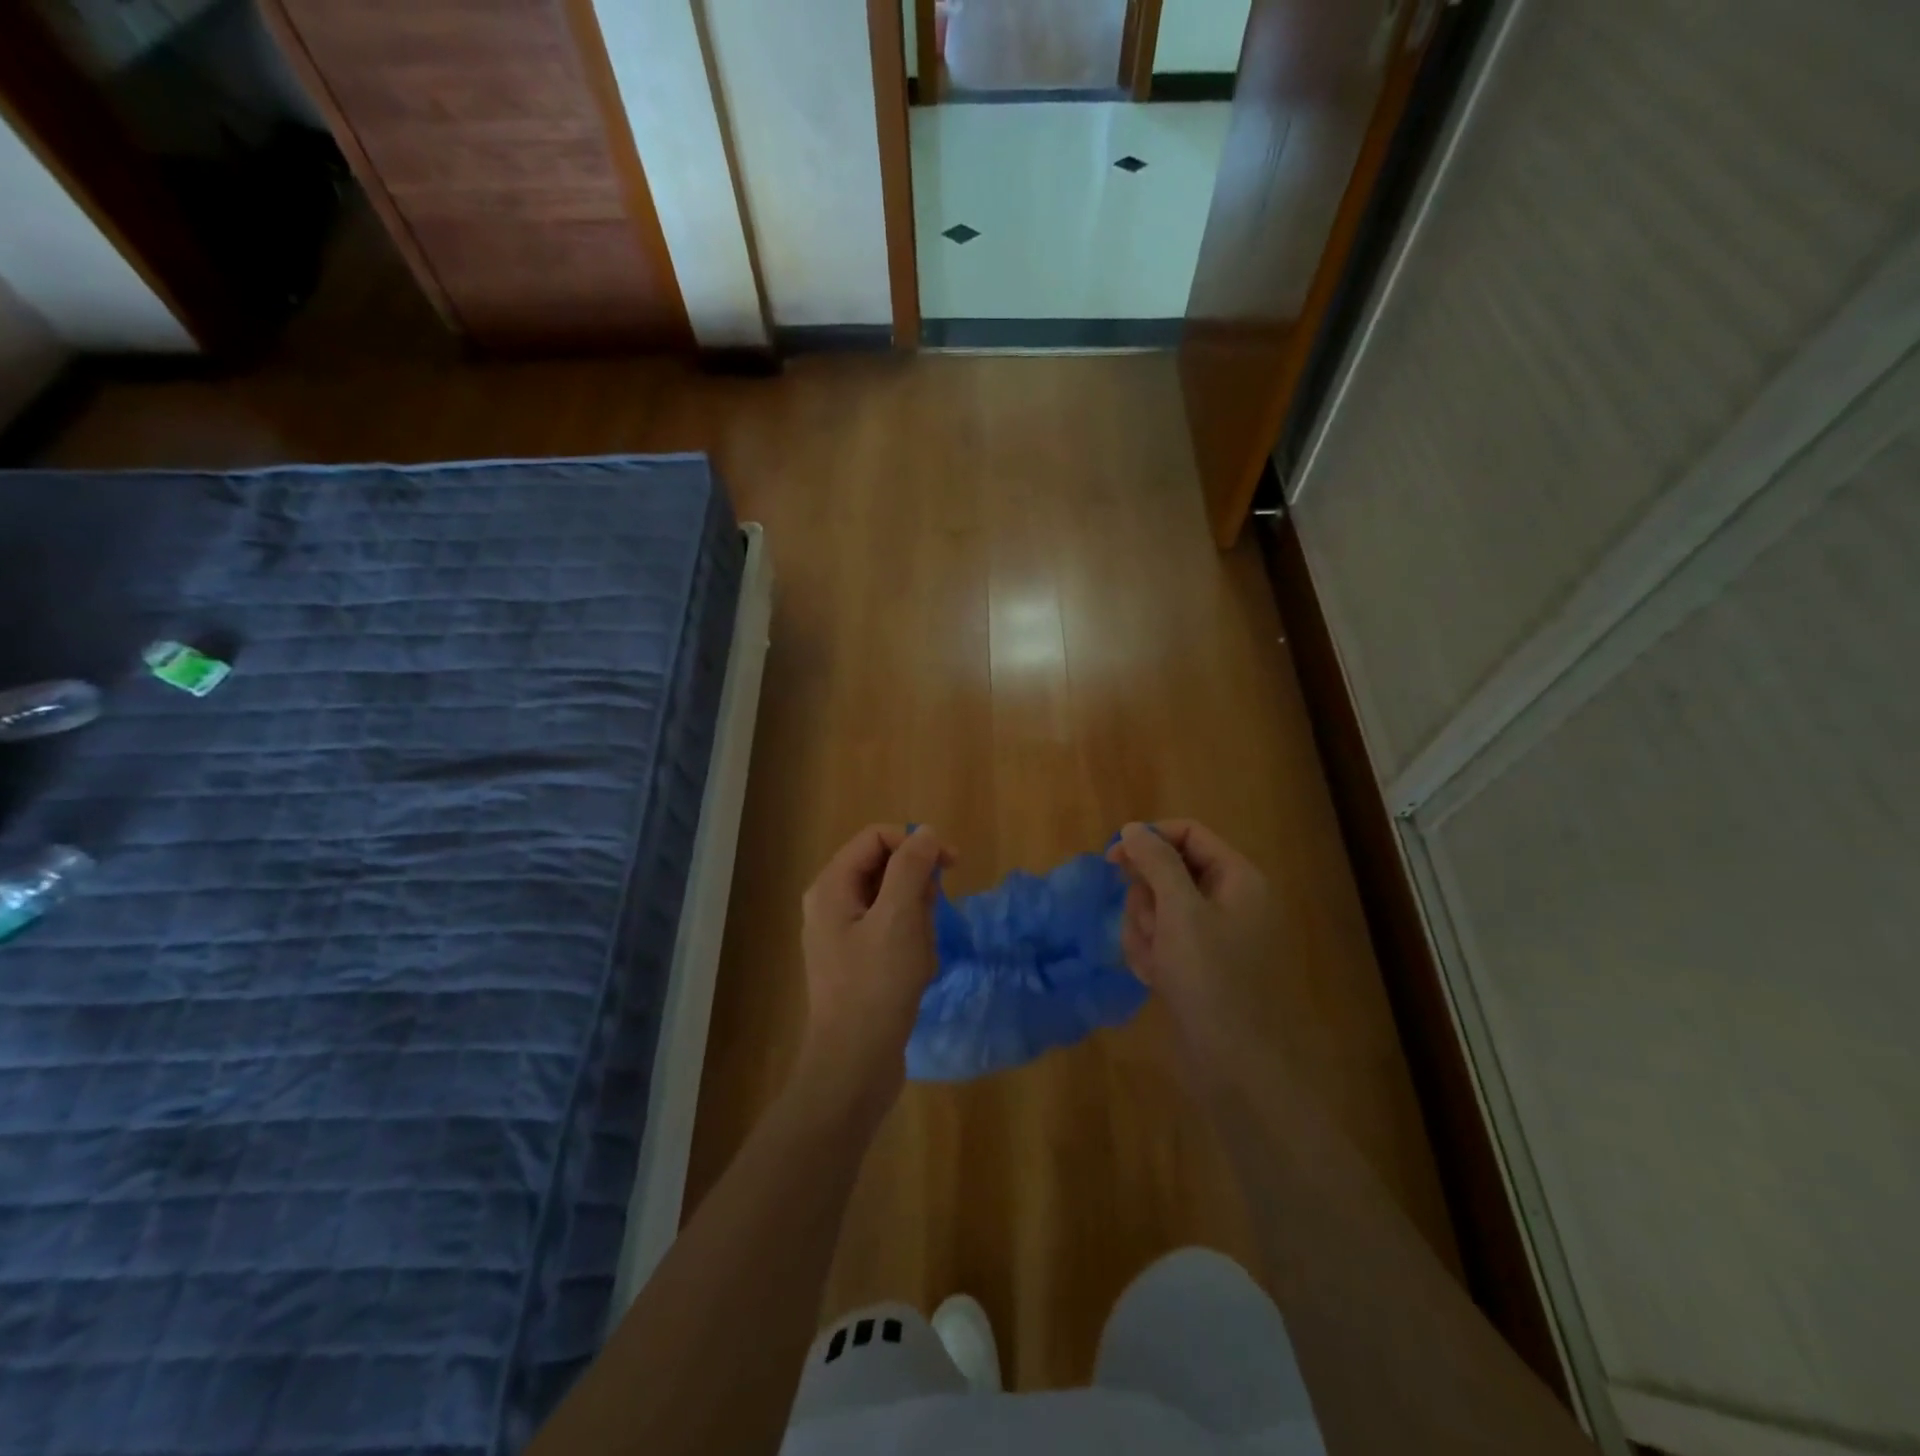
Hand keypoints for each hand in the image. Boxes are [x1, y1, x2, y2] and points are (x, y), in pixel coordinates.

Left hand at [795, 825, 951, 1119]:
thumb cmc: (876, 986)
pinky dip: (911, 944)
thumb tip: (926, 833)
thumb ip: (911, 867)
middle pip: (885, 869)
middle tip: (928, 923)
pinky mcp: (857, 962)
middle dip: (917, 890)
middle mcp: (831, 905)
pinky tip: (917, 972)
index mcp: (831, 887)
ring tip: (920, 956)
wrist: (854, 1065)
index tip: (952, 865)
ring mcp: (842, 935)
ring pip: (894, 903)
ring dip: (918, 922)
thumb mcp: (899, 918)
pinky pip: (891, 933)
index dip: (915, 843)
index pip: (876, 838)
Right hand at [1108, 820, 1278, 1072]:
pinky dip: (1152, 954)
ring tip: (1154, 962)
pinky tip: (1156, 979)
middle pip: (1169, 871)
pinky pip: (1163, 940)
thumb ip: (1156, 862)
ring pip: (1160, 908)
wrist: (1236, 1065)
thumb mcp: (1180, 911)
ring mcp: (1215, 935)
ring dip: (1145, 930)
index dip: (1149, 840)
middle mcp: (1230, 900)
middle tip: (1149, 926)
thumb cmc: (1211, 979)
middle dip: (1147, 898)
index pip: (1188, 834)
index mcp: (1238, 878)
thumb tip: (1134, 828)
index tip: (1112, 860)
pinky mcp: (1200, 965)